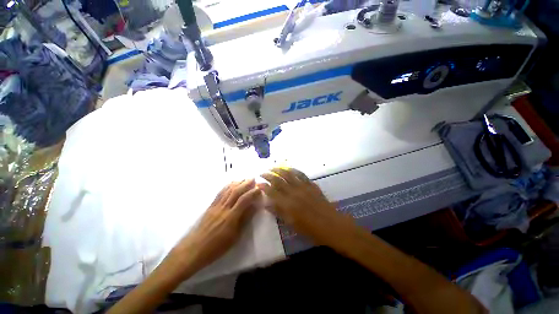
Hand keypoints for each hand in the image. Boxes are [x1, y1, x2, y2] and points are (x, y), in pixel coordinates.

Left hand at [171, 179, 260, 275]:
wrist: (194, 249)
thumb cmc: (217, 247)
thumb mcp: (235, 236)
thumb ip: (245, 219)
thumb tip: (254, 207)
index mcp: (231, 217)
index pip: (244, 200)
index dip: (253, 192)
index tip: (259, 189)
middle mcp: (224, 208)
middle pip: (236, 191)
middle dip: (246, 183)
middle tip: (253, 178)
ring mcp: (216, 206)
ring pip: (228, 190)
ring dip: (237, 182)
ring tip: (244, 178)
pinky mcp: (210, 206)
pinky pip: (220, 193)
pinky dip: (227, 186)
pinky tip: (231, 183)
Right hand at [259, 168, 359, 250]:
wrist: (331, 225)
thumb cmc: (310, 229)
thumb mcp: (292, 224)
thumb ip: (278, 212)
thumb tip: (266, 204)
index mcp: (288, 204)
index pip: (272, 192)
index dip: (264, 186)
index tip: (258, 183)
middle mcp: (294, 193)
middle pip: (278, 180)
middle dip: (268, 175)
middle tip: (262, 172)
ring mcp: (303, 187)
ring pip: (289, 174)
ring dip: (279, 169)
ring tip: (273, 167)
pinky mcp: (311, 185)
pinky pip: (301, 174)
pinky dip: (294, 170)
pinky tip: (289, 169)